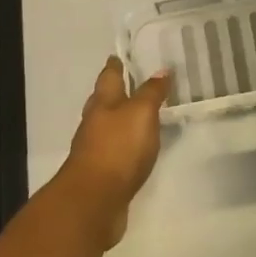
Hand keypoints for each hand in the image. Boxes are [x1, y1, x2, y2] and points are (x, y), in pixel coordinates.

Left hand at [57, 57, 169, 247]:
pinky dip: (124, 145)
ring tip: (139, 115)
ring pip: (108, 126)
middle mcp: (95, 122)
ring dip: (120, 119)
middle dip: (116, 91)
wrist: (94, 201)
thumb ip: (151, 92)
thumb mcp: (141, 113)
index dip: (116, 65)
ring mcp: (95, 149)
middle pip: (104, 100)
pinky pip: (115, 151)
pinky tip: (136, 148)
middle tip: (132, 82)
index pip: (110, 76)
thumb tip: (161, 70)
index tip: (120, 55)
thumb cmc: (118, 148)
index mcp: (103, 103)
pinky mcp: (102, 173)